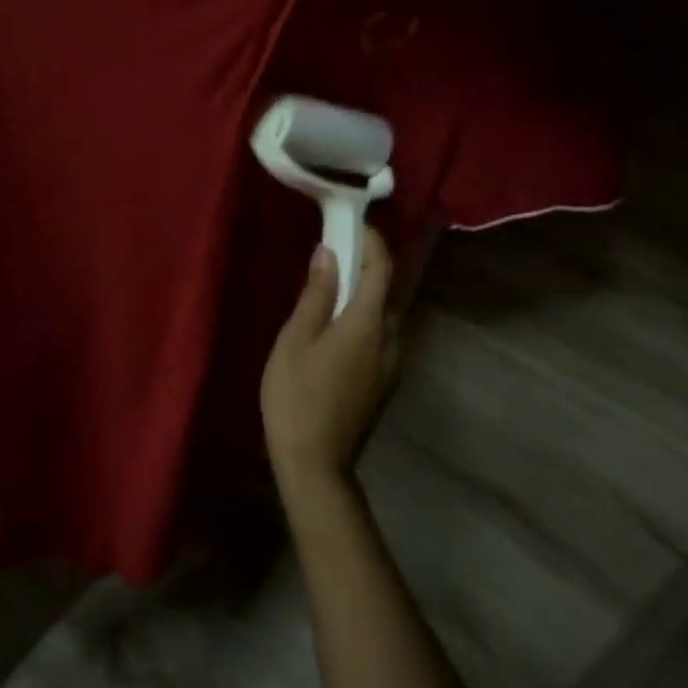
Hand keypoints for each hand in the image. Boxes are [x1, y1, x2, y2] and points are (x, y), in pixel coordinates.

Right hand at [261, 229, 398, 494]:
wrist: (316, 465)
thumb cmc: (297, 396)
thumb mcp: (297, 338)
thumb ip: (317, 293)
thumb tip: (329, 252)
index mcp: (369, 324)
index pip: (382, 269)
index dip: (372, 242)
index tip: (353, 223)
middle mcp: (390, 340)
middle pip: (387, 291)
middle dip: (367, 265)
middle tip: (337, 249)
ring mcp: (391, 365)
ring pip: (385, 315)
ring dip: (367, 293)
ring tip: (335, 283)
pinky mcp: (384, 382)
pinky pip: (381, 336)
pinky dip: (366, 317)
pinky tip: (339, 324)